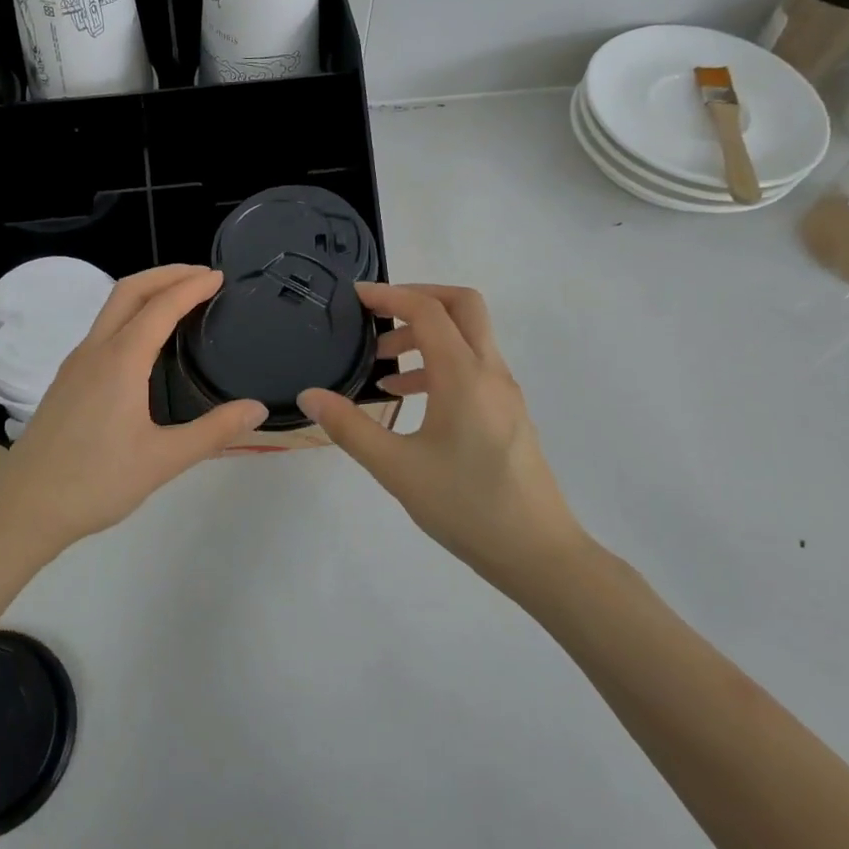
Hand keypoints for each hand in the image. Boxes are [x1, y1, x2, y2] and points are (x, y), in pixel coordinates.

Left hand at [0, 264, 267, 554]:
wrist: (26, 508)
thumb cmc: (96, 483)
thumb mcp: (164, 460)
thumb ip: (214, 432)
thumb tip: (257, 409)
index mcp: (120, 361)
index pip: (160, 306)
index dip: (191, 287)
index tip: (218, 278)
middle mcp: (94, 351)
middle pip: (129, 291)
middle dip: (166, 274)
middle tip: (201, 276)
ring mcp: (75, 365)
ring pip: (111, 309)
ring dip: (145, 293)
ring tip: (178, 300)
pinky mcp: (66, 381)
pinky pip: (102, 331)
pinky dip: (129, 316)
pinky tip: (144, 343)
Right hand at [298, 282, 585, 585]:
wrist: (538, 554)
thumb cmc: (466, 507)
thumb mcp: (396, 468)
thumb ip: (350, 427)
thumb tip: (310, 396)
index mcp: (464, 376)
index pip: (428, 311)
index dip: (389, 295)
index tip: (355, 297)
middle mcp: (490, 372)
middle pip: (462, 306)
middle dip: (418, 299)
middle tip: (378, 315)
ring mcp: (505, 392)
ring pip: (469, 337)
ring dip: (427, 335)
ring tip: (383, 365)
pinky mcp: (508, 413)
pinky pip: (473, 366)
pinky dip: (440, 363)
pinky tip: (409, 399)